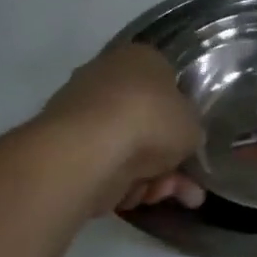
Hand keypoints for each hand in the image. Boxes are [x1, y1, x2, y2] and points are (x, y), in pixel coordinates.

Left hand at [38, 44, 204, 213]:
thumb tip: (182, 138)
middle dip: (167, 158)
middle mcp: (107, 76)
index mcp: (140, 57)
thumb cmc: (150, 121)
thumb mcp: (193, 124)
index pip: (168, 83)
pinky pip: (103, 164)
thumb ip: (191, 129)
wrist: (88, 151)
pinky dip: (118, 183)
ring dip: (149, 177)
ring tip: (159, 197)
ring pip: (127, 148)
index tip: (190, 143)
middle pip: (147, 122)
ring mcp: (81, 111)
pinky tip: (131, 198)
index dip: (182, 117)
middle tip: (185, 185)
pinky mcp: (63, 145)